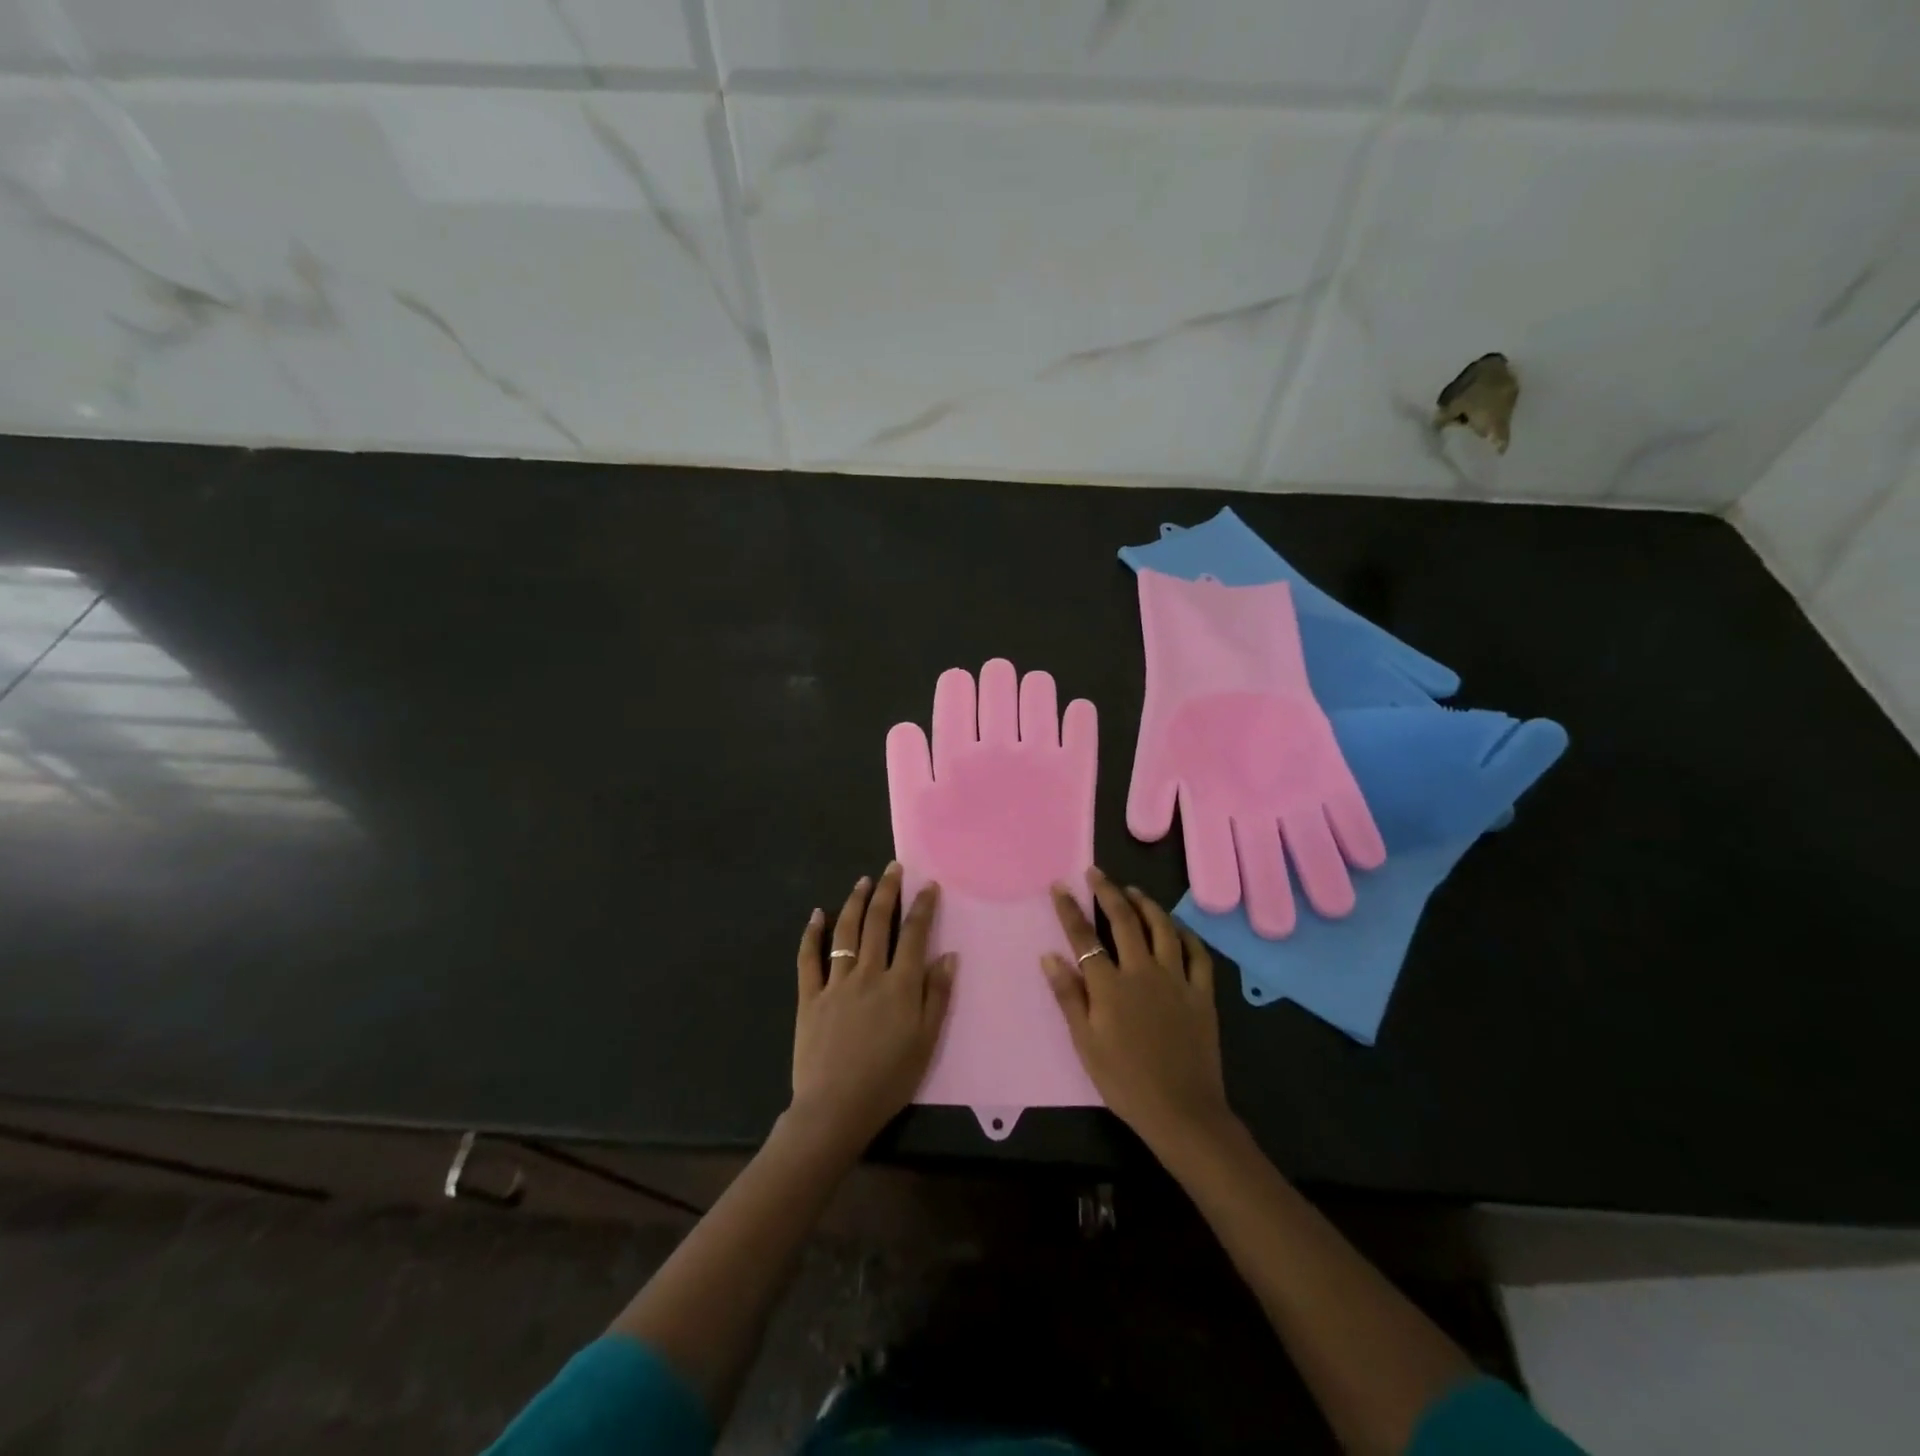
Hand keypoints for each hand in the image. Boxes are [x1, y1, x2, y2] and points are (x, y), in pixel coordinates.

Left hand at [791, 863, 956, 1151]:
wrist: (835, 1109)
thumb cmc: (888, 1079)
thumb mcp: (926, 1042)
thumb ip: (937, 996)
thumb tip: (949, 956)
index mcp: (900, 985)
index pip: (914, 935)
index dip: (922, 907)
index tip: (927, 885)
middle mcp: (868, 974)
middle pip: (878, 923)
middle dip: (887, 891)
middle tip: (892, 868)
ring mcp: (836, 983)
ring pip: (845, 932)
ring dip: (855, 902)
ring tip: (862, 881)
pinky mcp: (810, 996)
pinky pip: (809, 958)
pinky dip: (812, 934)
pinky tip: (816, 915)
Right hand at [1042, 869, 1232, 1151]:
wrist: (1182, 1112)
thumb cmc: (1125, 1081)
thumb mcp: (1086, 1043)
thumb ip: (1069, 996)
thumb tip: (1050, 956)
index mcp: (1111, 985)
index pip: (1084, 937)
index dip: (1070, 909)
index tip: (1060, 886)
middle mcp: (1143, 972)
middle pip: (1124, 921)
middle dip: (1107, 892)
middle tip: (1096, 873)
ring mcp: (1177, 980)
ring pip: (1162, 928)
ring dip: (1145, 904)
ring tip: (1132, 891)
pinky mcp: (1202, 994)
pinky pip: (1197, 954)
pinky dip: (1186, 934)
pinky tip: (1177, 927)